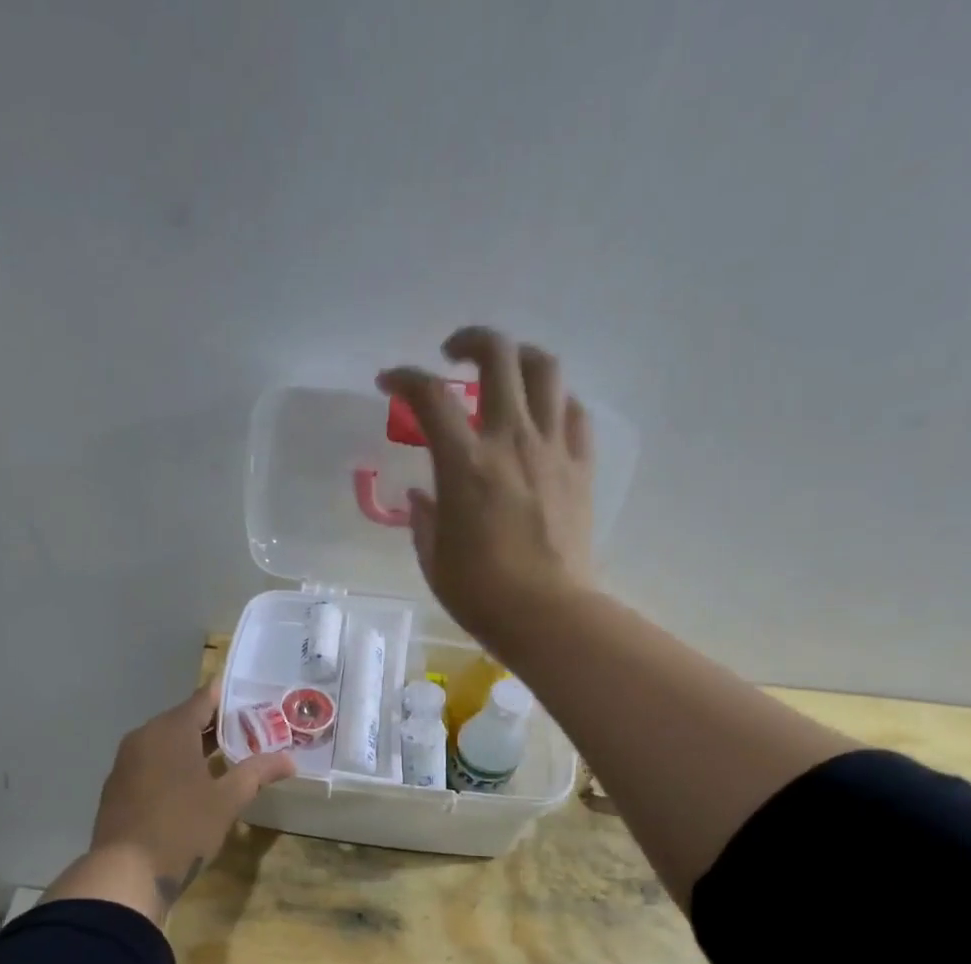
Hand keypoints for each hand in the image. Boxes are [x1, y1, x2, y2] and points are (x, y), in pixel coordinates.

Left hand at [42, 681, 294, 923]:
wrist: (125, 873)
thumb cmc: (182, 828)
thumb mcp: (227, 801)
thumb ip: (257, 773)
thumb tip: (289, 760)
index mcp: (170, 730)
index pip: (204, 699)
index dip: (231, 699)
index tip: (256, 702)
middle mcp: (144, 736)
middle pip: (185, 720)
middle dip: (218, 726)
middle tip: (252, 733)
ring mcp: (126, 762)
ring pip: (167, 744)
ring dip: (196, 748)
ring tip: (229, 759)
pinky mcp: (118, 787)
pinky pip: (152, 764)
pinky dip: (175, 766)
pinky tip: (194, 786)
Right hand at [378, 327, 595, 651]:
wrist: (547, 614)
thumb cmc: (479, 593)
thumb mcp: (434, 558)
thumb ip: (424, 518)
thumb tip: (425, 496)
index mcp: (465, 464)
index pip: (430, 397)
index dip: (405, 377)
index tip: (390, 381)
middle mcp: (510, 441)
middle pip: (499, 357)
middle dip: (471, 341)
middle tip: (453, 356)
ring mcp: (552, 450)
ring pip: (545, 370)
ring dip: (520, 358)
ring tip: (504, 373)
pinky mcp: (581, 467)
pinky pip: (574, 413)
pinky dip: (554, 402)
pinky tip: (541, 416)